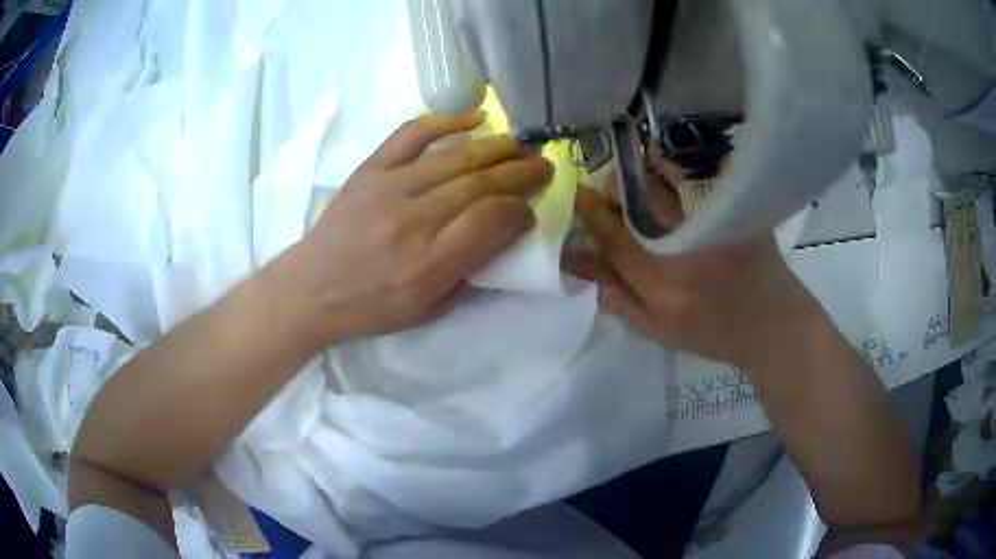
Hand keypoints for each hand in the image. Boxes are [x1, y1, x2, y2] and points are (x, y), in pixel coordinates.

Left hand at [269, 112, 552, 348]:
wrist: (310, 289)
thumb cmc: (369, 308)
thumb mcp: (426, 311)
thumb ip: (468, 275)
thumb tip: (499, 237)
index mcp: (428, 264)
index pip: (490, 221)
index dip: (518, 211)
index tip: (529, 212)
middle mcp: (412, 220)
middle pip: (479, 183)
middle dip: (520, 173)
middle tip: (544, 166)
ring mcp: (388, 188)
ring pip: (455, 158)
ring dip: (497, 148)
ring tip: (522, 146)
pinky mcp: (370, 170)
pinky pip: (411, 134)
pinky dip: (446, 121)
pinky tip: (476, 118)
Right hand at [565, 161, 821, 370]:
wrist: (773, 323)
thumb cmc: (714, 333)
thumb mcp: (659, 330)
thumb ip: (618, 296)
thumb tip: (578, 260)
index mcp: (663, 286)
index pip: (614, 238)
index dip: (592, 213)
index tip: (580, 196)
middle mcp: (687, 248)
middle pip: (638, 198)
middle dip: (616, 186)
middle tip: (614, 192)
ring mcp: (716, 223)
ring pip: (666, 178)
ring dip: (644, 170)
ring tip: (640, 177)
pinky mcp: (737, 209)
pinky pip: (700, 174)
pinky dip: (677, 167)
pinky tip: (671, 173)